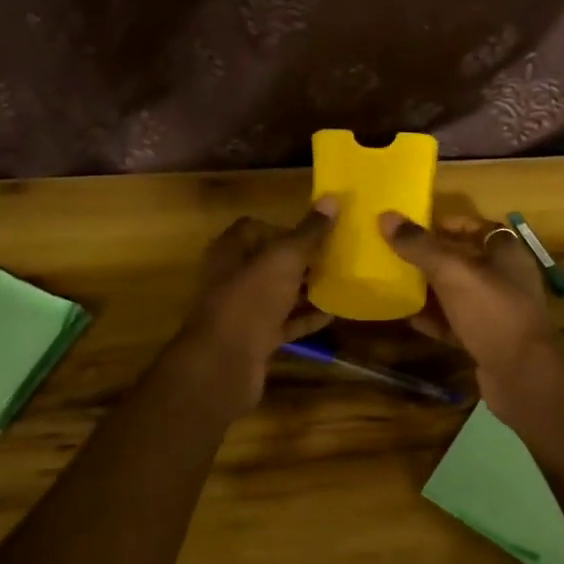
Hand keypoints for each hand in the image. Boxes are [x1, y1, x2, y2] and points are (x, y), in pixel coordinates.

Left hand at [169, 201, 337, 416]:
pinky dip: (304, 318)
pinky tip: (332, 315)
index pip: (255, 228)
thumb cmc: (251, 300)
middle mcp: (231, 277)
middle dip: (300, 259)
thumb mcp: (284, 259)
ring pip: (277, 293)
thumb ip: (309, 232)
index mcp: (230, 251)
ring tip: (339, 283)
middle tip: (334, 257)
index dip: (285, 227)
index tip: (315, 233)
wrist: (225, 363)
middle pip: (268, 261)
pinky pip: (283, 323)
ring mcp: (242, 310)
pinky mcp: (253, 339)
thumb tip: (332, 199)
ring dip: (304, 289)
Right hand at [379, 209, 563, 420]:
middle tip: (397, 254)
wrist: (523, 375)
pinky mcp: (487, 341)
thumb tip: (386, 216)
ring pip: (458, 294)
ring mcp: (497, 313)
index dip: (450, 224)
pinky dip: (434, 320)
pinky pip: (455, 324)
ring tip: (395, 283)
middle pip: (465, 261)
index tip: (417, 227)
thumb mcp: (453, 272)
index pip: (478, 227)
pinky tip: (408, 318)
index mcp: (506, 254)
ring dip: (430, 289)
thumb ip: (420, 246)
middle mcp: (505, 279)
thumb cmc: (492, 312)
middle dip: (432, 258)